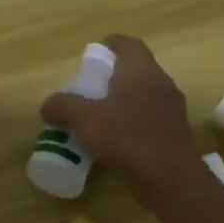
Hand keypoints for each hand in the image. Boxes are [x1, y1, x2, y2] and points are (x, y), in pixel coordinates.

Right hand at [40, 35, 201, 203]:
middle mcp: (161, 83)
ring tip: (100, 114)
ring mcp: (172, 108)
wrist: (171, 180)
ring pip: (144, 93)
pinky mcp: (176, 132)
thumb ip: (63, 106)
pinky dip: (134, 120)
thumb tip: (47, 106)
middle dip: (113, 74)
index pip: (128, 43)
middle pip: (136, 68)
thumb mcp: (84, 119)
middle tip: (90, 87)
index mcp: (141, 70)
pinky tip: (117, 139)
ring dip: (124, 99)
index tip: (93, 54)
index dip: (110, 44)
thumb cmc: (127, 137)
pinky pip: (151, 116)